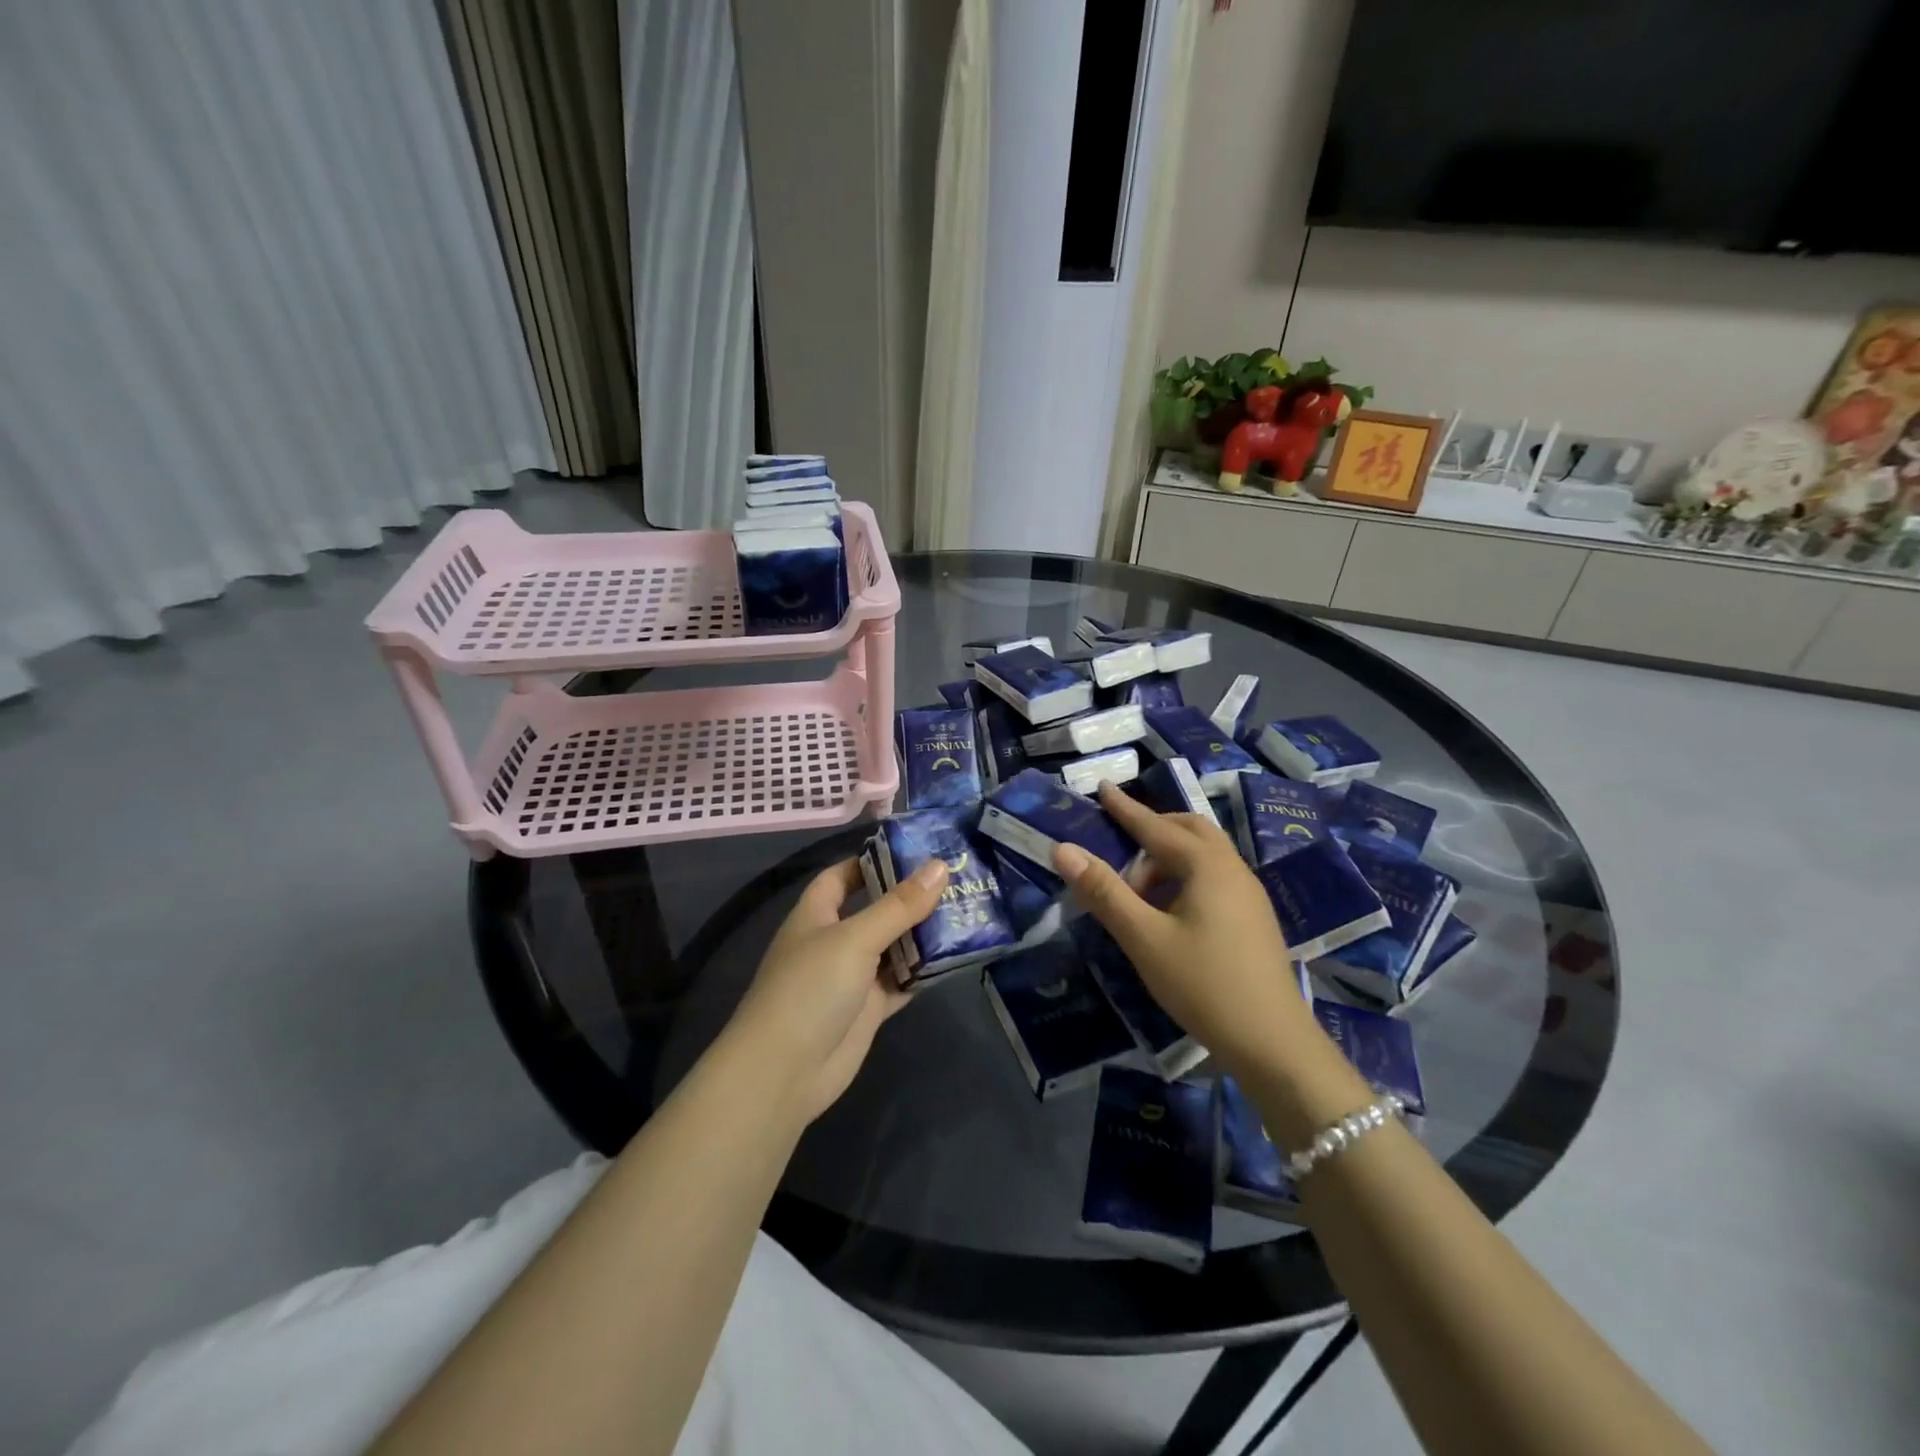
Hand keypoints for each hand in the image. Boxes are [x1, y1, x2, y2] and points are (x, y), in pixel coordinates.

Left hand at [725, 856, 948, 1124]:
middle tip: (958, 878)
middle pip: (875, 909)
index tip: (915, 850)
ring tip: (967, 910)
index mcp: (817, 914)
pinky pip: (902, 982)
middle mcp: (834, 941)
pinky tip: (956, 957)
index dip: (872, 860)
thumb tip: (940, 865)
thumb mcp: (856, 938)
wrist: (785, 1072)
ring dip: (923, 934)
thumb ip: (899, 905)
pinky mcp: (869, 1009)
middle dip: (910, 896)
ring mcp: (852, 977)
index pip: (843, 875)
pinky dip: (924, 971)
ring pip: (893, 947)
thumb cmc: (810, 989)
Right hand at [1051, 783, 1311, 1073]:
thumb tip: (1063, 849)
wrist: (1273, 1043)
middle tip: (1121, 845)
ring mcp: (1249, 894)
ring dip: (1168, 859)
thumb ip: (1104, 891)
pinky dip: (1186, 877)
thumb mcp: (1144, 938)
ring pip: (1205, 855)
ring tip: (1138, 892)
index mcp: (1207, 865)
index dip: (1125, 808)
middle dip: (1153, 830)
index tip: (1102, 787)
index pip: (1156, 826)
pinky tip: (1171, 913)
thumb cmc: (1203, 984)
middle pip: (1189, 830)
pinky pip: (1215, 877)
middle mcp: (1232, 869)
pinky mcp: (1254, 918)